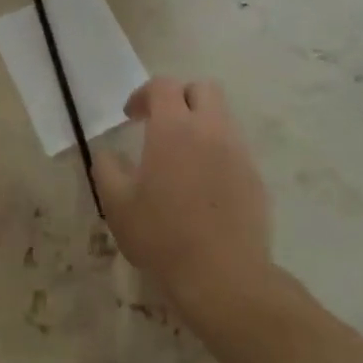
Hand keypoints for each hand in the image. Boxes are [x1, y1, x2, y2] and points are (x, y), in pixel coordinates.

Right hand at [93, 77, 273, 315]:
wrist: (223, 276)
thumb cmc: (162, 236)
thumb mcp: (117, 205)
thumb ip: (107, 169)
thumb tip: (108, 153)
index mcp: (175, 128)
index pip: (163, 86)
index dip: (143, 94)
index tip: (131, 117)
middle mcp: (211, 130)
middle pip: (203, 89)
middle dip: (181, 97)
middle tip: (161, 124)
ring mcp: (238, 152)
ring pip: (222, 118)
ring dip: (201, 125)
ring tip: (182, 158)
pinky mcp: (255, 177)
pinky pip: (235, 149)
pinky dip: (217, 153)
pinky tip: (203, 186)